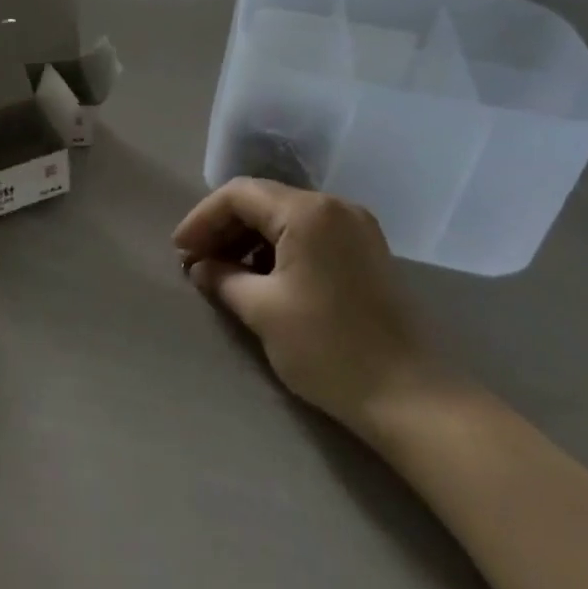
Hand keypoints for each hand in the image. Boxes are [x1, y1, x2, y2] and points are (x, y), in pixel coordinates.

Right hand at [173, 179, 437, 426]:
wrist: (407, 394)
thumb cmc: (326, 347)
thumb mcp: (262, 310)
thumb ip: (223, 278)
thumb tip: (200, 267)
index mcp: (307, 212)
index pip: (239, 194)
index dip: (202, 218)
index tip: (179, 251)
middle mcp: (334, 206)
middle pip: (263, 200)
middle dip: (224, 227)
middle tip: (196, 262)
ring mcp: (355, 227)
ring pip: (286, 216)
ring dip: (250, 238)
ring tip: (224, 272)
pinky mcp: (366, 250)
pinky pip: (310, 233)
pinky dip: (278, 247)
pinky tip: (261, 276)